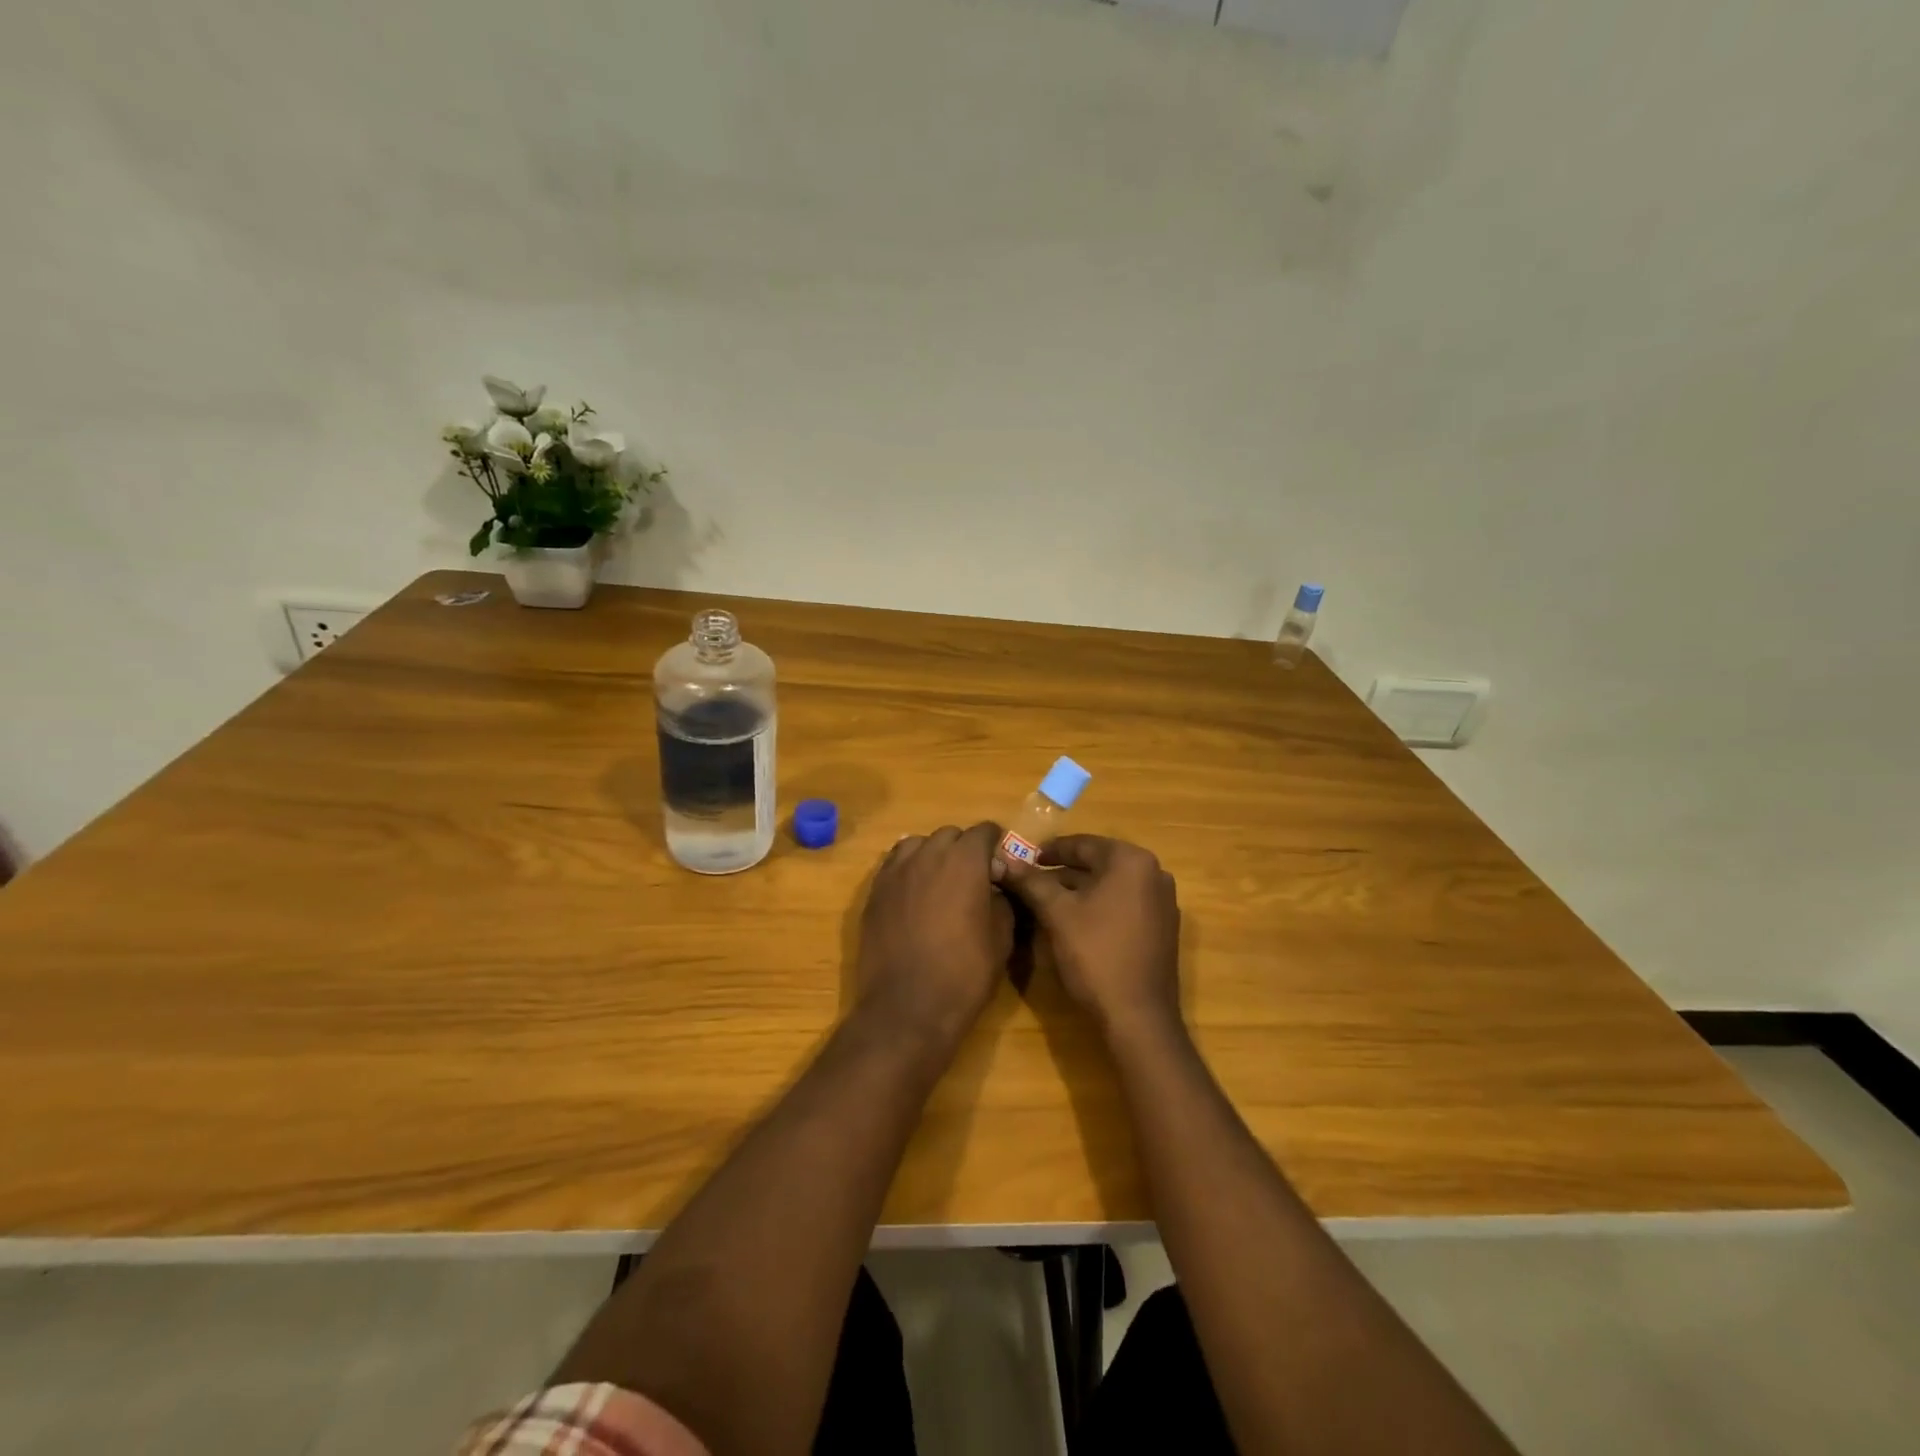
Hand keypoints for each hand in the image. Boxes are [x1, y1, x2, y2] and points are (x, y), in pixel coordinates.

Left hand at [857, 823, 1012, 1043]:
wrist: (907, 1006)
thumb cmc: (964, 973)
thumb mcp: (1002, 937)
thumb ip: (1001, 900)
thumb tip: (994, 887)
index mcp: (965, 861)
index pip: (984, 831)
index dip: (995, 844)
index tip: (999, 865)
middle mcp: (928, 855)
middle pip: (949, 834)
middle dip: (963, 849)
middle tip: (972, 878)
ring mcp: (896, 871)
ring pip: (918, 845)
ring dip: (933, 855)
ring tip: (939, 883)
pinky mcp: (874, 891)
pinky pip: (894, 865)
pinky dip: (908, 870)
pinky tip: (914, 895)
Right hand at [994, 835, 1181, 1038]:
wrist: (1137, 1017)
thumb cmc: (1095, 954)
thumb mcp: (1056, 913)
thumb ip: (1031, 882)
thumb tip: (1005, 861)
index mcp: (1131, 861)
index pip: (1083, 844)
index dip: (1050, 851)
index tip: (1024, 859)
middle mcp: (1154, 873)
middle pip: (1098, 863)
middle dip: (1063, 872)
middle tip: (1031, 880)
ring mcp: (1163, 902)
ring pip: (1111, 885)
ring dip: (1080, 890)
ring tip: (1047, 900)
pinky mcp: (1163, 928)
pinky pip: (1125, 904)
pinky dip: (1099, 906)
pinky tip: (1075, 921)